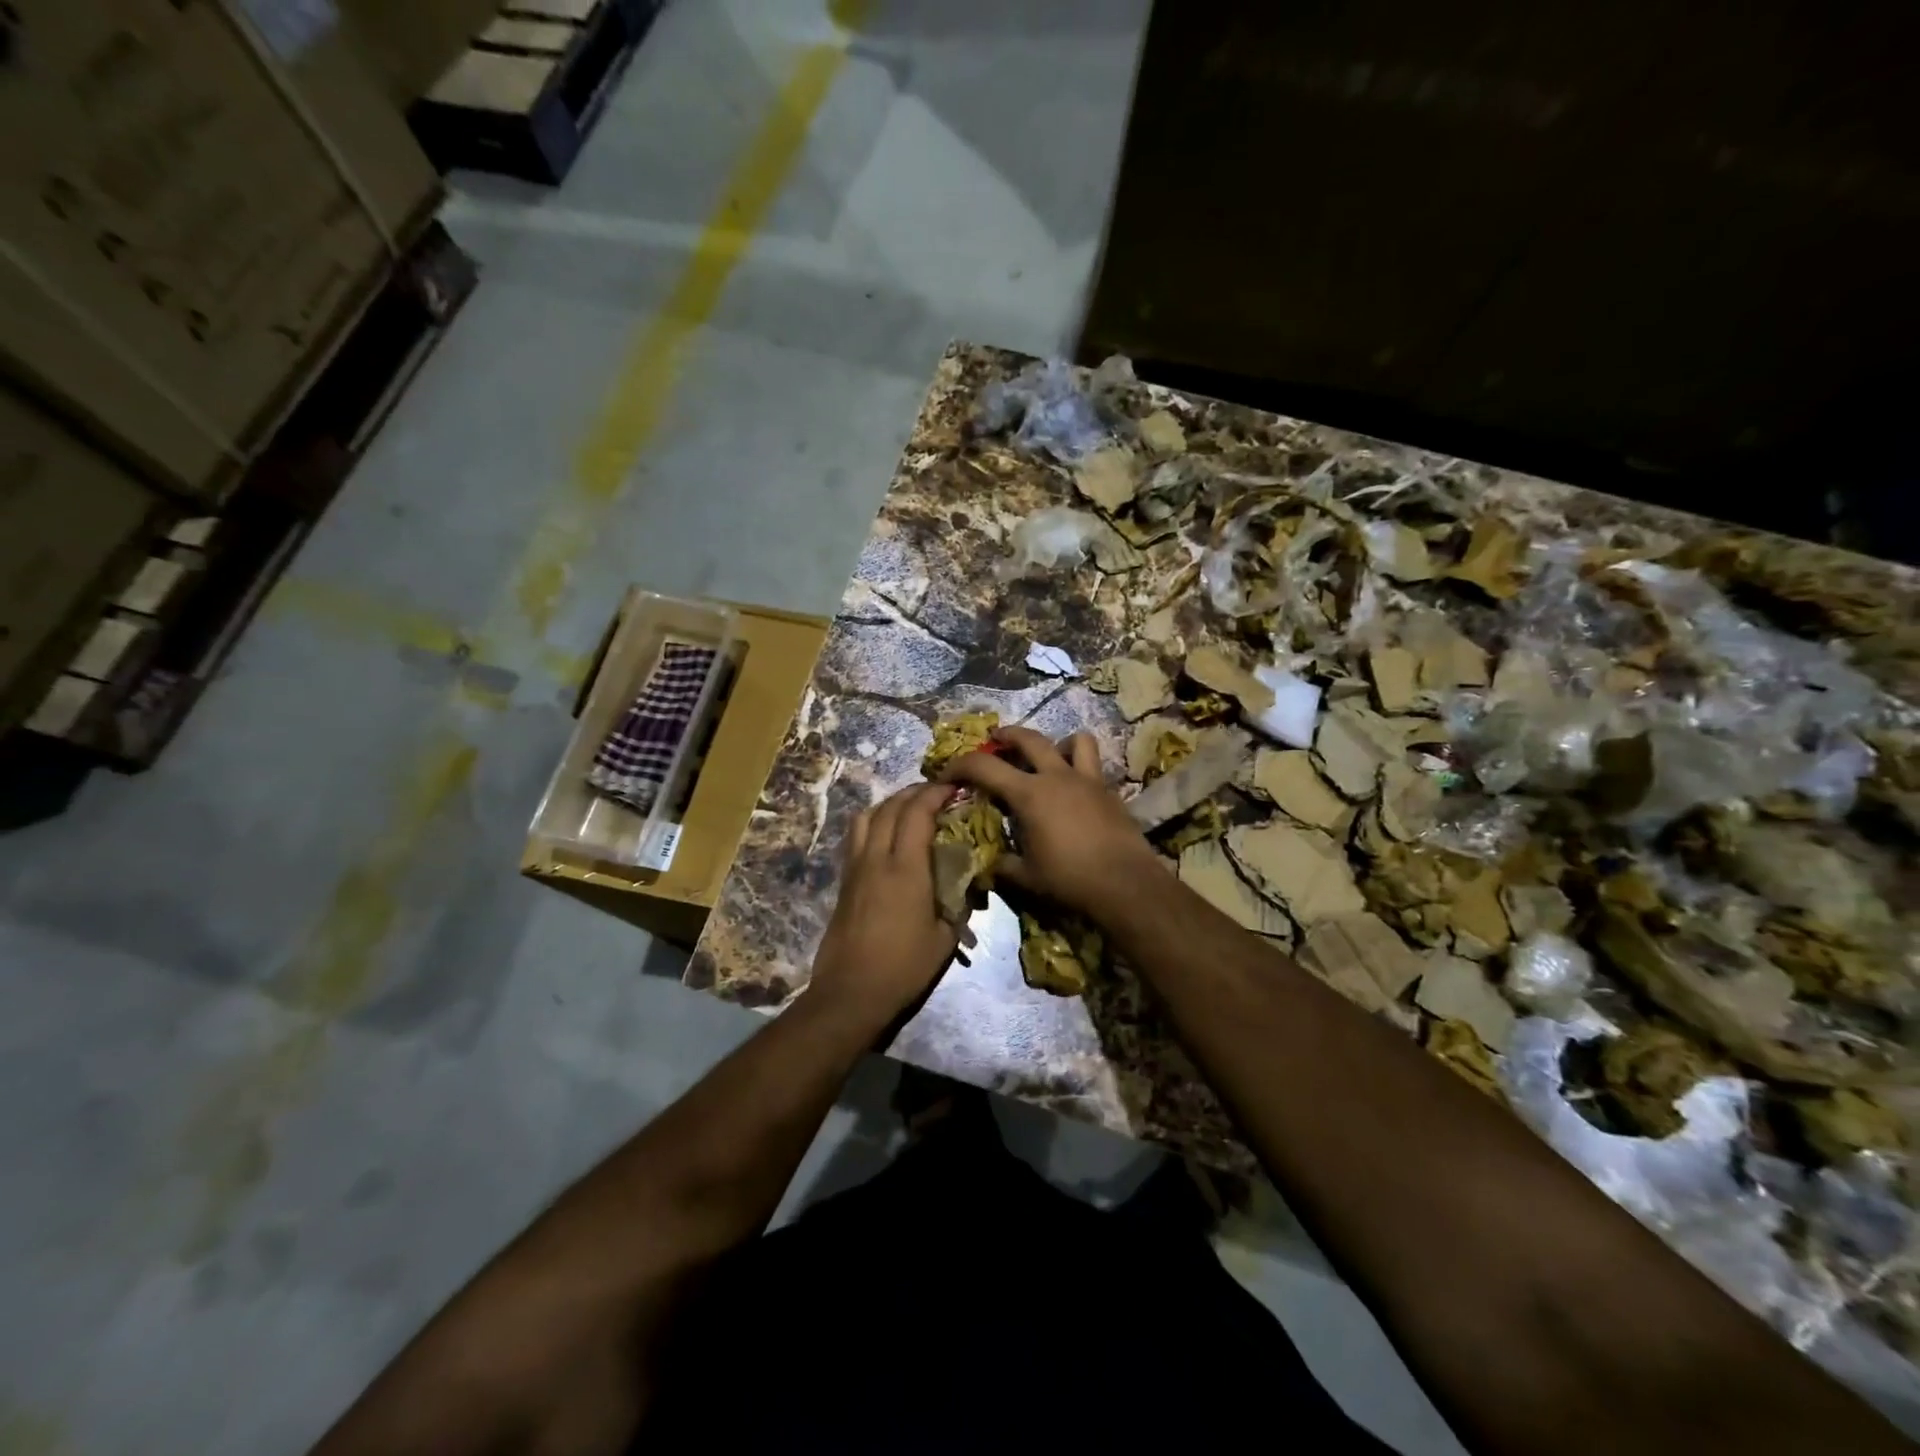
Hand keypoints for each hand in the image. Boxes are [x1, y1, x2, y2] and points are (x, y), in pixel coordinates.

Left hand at [810, 783, 964, 1021]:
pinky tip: (886, 836)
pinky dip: (873, 823)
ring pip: (866, 817)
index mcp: (905, 868)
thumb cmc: (904, 967)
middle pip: (890, 807)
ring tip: (909, 809)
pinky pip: (856, 837)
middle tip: (935, 793)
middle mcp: (876, 858)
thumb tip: (970, 883)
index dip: (934, 793)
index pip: (917, 813)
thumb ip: (959, 904)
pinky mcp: (844, 881)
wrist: (851, 992)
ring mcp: (855, 868)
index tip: (953, 786)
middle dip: (914, 793)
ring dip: (889, 804)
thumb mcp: (945, 938)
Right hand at [941, 727, 1162, 921]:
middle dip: (1006, 735)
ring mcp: (1087, 779)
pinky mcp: (1109, 791)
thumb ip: (1002, 865)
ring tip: (1049, 757)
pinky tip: (1075, 789)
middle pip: (1028, 738)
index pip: (984, 766)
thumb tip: (988, 863)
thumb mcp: (1025, 876)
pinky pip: (1093, 765)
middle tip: (996, 740)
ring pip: (1074, 740)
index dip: (960, 765)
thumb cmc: (1069, 879)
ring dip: (1056, 743)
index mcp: (1029, 794)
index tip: (947, 773)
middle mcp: (1057, 776)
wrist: (1125, 883)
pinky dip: (1080, 767)